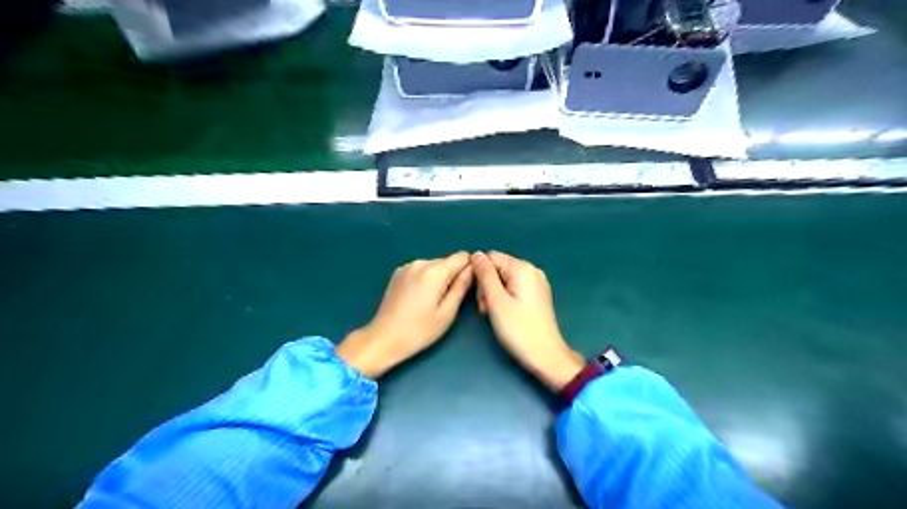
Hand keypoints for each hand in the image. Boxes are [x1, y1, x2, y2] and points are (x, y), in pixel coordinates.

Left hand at [333, 253, 473, 378]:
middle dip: (454, 275)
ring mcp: (407, 267)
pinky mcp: (398, 273)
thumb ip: (462, 287)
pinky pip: (421, 270)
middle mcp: (420, 262)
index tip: (468, 287)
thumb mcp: (447, 312)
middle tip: (450, 301)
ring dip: (439, 278)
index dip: (470, 269)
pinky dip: (426, 279)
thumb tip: (472, 269)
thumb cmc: (419, 330)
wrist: (383, 339)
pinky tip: (419, 299)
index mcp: (435, 271)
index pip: (463, 256)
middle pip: (448, 261)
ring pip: (434, 266)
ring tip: (433, 302)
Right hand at [472, 250, 583, 389]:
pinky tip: (504, 313)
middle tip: (486, 309)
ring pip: (504, 279)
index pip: (490, 257)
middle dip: (487, 286)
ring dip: (494, 293)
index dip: (479, 274)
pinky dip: (505, 298)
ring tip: (494, 314)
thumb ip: (485, 275)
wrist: (545, 356)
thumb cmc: (518, 329)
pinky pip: (514, 287)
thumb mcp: (496, 301)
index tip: (479, 298)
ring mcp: (537, 283)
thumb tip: (476, 254)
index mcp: (522, 268)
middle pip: (498, 267)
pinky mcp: (537, 295)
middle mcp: (532, 270)